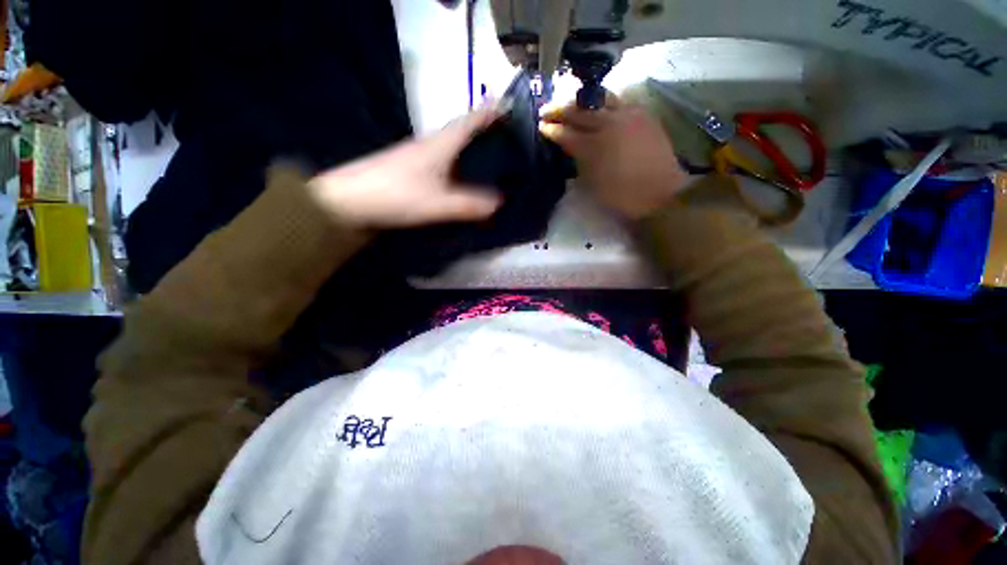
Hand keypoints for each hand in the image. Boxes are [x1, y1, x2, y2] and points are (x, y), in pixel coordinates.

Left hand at [308, 108, 502, 228]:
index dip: (489, 113)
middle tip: (505, 139)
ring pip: (450, 147)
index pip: (469, 121)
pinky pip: (441, 163)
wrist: (349, 201)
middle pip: (460, 132)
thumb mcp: (438, 204)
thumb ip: (470, 205)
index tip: (508, 108)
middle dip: (483, 131)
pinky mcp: (409, 171)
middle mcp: (429, 144)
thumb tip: (499, 203)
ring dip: (469, 148)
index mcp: (439, 144)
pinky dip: (456, 166)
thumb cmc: (396, 195)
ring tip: (489, 159)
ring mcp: (416, 157)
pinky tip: (461, 178)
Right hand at [539, 95, 687, 219]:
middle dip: (559, 110)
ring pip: (598, 99)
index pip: (567, 133)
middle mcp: (608, 124)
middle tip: (545, 110)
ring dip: (580, 101)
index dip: (552, 130)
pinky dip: (601, 102)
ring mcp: (627, 115)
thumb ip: (579, 161)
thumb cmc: (621, 195)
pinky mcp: (642, 113)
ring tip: (569, 102)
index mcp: (593, 147)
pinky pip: (617, 101)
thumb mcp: (592, 183)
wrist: (660, 191)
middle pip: (579, 111)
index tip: (541, 126)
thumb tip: (570, 147)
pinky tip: (596, 106)